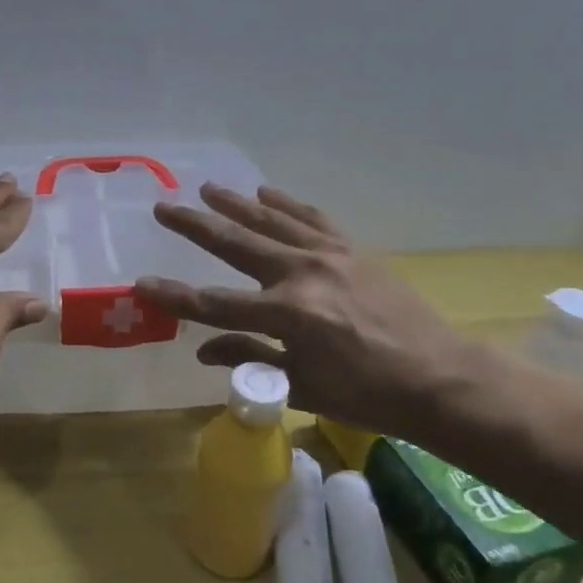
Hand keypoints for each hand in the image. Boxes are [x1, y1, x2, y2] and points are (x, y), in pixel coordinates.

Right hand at [135, 183, 472, 438]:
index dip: (174, 295)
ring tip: (208, 188)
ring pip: (272, 222)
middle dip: (195, 226)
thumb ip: (249, 358)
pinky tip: (266, 192)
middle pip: (236, 245)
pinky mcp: (352, 250)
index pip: (215, 305)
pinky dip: (287, 204)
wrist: (440, 378)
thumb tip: (203, 349)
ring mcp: (329, 256)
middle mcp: (302, 275)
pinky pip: (313, 218)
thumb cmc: (368, 394)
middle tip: (164, 208)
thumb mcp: (301, 385)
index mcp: (287, 315)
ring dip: (236, 204)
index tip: (141, 282)